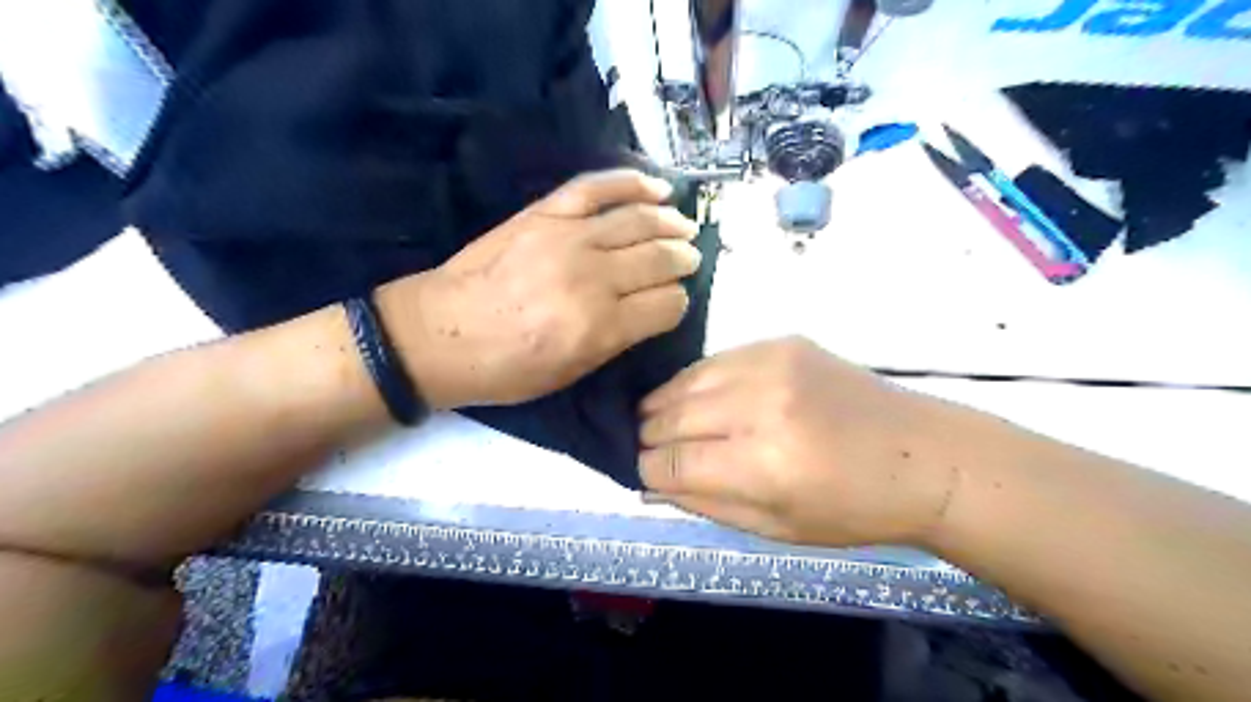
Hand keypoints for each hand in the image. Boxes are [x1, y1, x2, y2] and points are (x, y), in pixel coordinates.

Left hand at [375, 169, 699, 409]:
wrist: (437, 334)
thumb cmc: (504, 368)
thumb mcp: (570, 373)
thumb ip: (616, 339)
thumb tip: (650, 308)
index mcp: (600, 327)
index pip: (667, 304)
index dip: (677, 303)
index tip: (673, 303)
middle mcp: (592, 277)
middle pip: (661, 258)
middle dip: (684, 259)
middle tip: (690, 259)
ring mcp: (567, 237)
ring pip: (639, 219)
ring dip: (671, 221)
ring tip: (684, 226)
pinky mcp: (544, 212)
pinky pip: (597, 186)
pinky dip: (632, 181)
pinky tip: (657, 186)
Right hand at [638, 338, 960, 545]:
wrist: (922, 454)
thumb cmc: (853, 508)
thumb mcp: (776, 527)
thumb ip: (706, 503)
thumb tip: (651, 481)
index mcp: (762, 465)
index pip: (670, 462)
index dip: (647, 469)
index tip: (645, 472)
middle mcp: (761, 406)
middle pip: (669, 416)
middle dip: (648, 437)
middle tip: (649, 447)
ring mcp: (771, 365)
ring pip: (684, 381)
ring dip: (664, 405)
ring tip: (662, 421)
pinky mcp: (781, 342)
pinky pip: (715, 360)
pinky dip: (697, 381)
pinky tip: (699, 397)